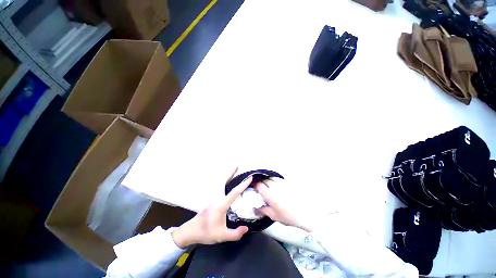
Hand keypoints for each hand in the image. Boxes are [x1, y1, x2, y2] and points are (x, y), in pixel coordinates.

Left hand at [171, 169, 251, 247]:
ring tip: (233, 170)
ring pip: (220, 182)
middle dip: (230, 172)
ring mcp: (212, 196)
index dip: (243, 185)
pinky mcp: (210, 197)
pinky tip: (226, 180)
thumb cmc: (206, 232)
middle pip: (223, 181)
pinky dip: (223, 180)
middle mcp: (217, 197)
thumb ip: (235, 234)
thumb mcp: (222, 236)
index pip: (234, 192)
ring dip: (227, 175)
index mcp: (221, 204)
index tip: (250, 178)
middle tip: (236, 166)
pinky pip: (218, 185)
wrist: (191, 231)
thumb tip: (246, 228)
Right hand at [255, 178, 315, 231]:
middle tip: (260, 187)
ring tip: (267, 185)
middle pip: (264, 180)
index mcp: (270, 195)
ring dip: (267, 180)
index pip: (259, 185)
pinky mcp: (288, 182)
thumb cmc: (289, 216)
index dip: (255, 185)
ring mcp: (282, 183)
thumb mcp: (275, 216)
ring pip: (271, 178)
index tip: (253, 187)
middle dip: (261, 183)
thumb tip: (255, 209)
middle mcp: (275, 187)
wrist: (306, 213)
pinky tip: (276, 184)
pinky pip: (278, 178)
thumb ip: (263, 210)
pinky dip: (274, 180)